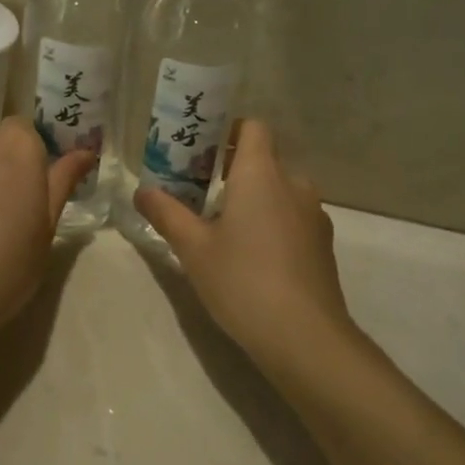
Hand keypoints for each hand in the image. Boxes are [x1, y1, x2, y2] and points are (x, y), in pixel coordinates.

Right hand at [134, 120, 352, 368]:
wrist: (305, 337)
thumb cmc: (242, 281)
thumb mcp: (193, 248)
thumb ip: (166, 214)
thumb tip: (141, 191)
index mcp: (261, 173)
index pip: (253, 127)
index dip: (228, 130)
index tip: (202, 152)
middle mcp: (293, 184)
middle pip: (263, 159)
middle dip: (232, 171)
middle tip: (199, 195)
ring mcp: (314, 215)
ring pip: (279, 191)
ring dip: (254, 199)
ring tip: (224, 229)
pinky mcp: (323, 244)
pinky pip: (293, 217)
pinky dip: (273, 223)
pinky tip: (253, 258)